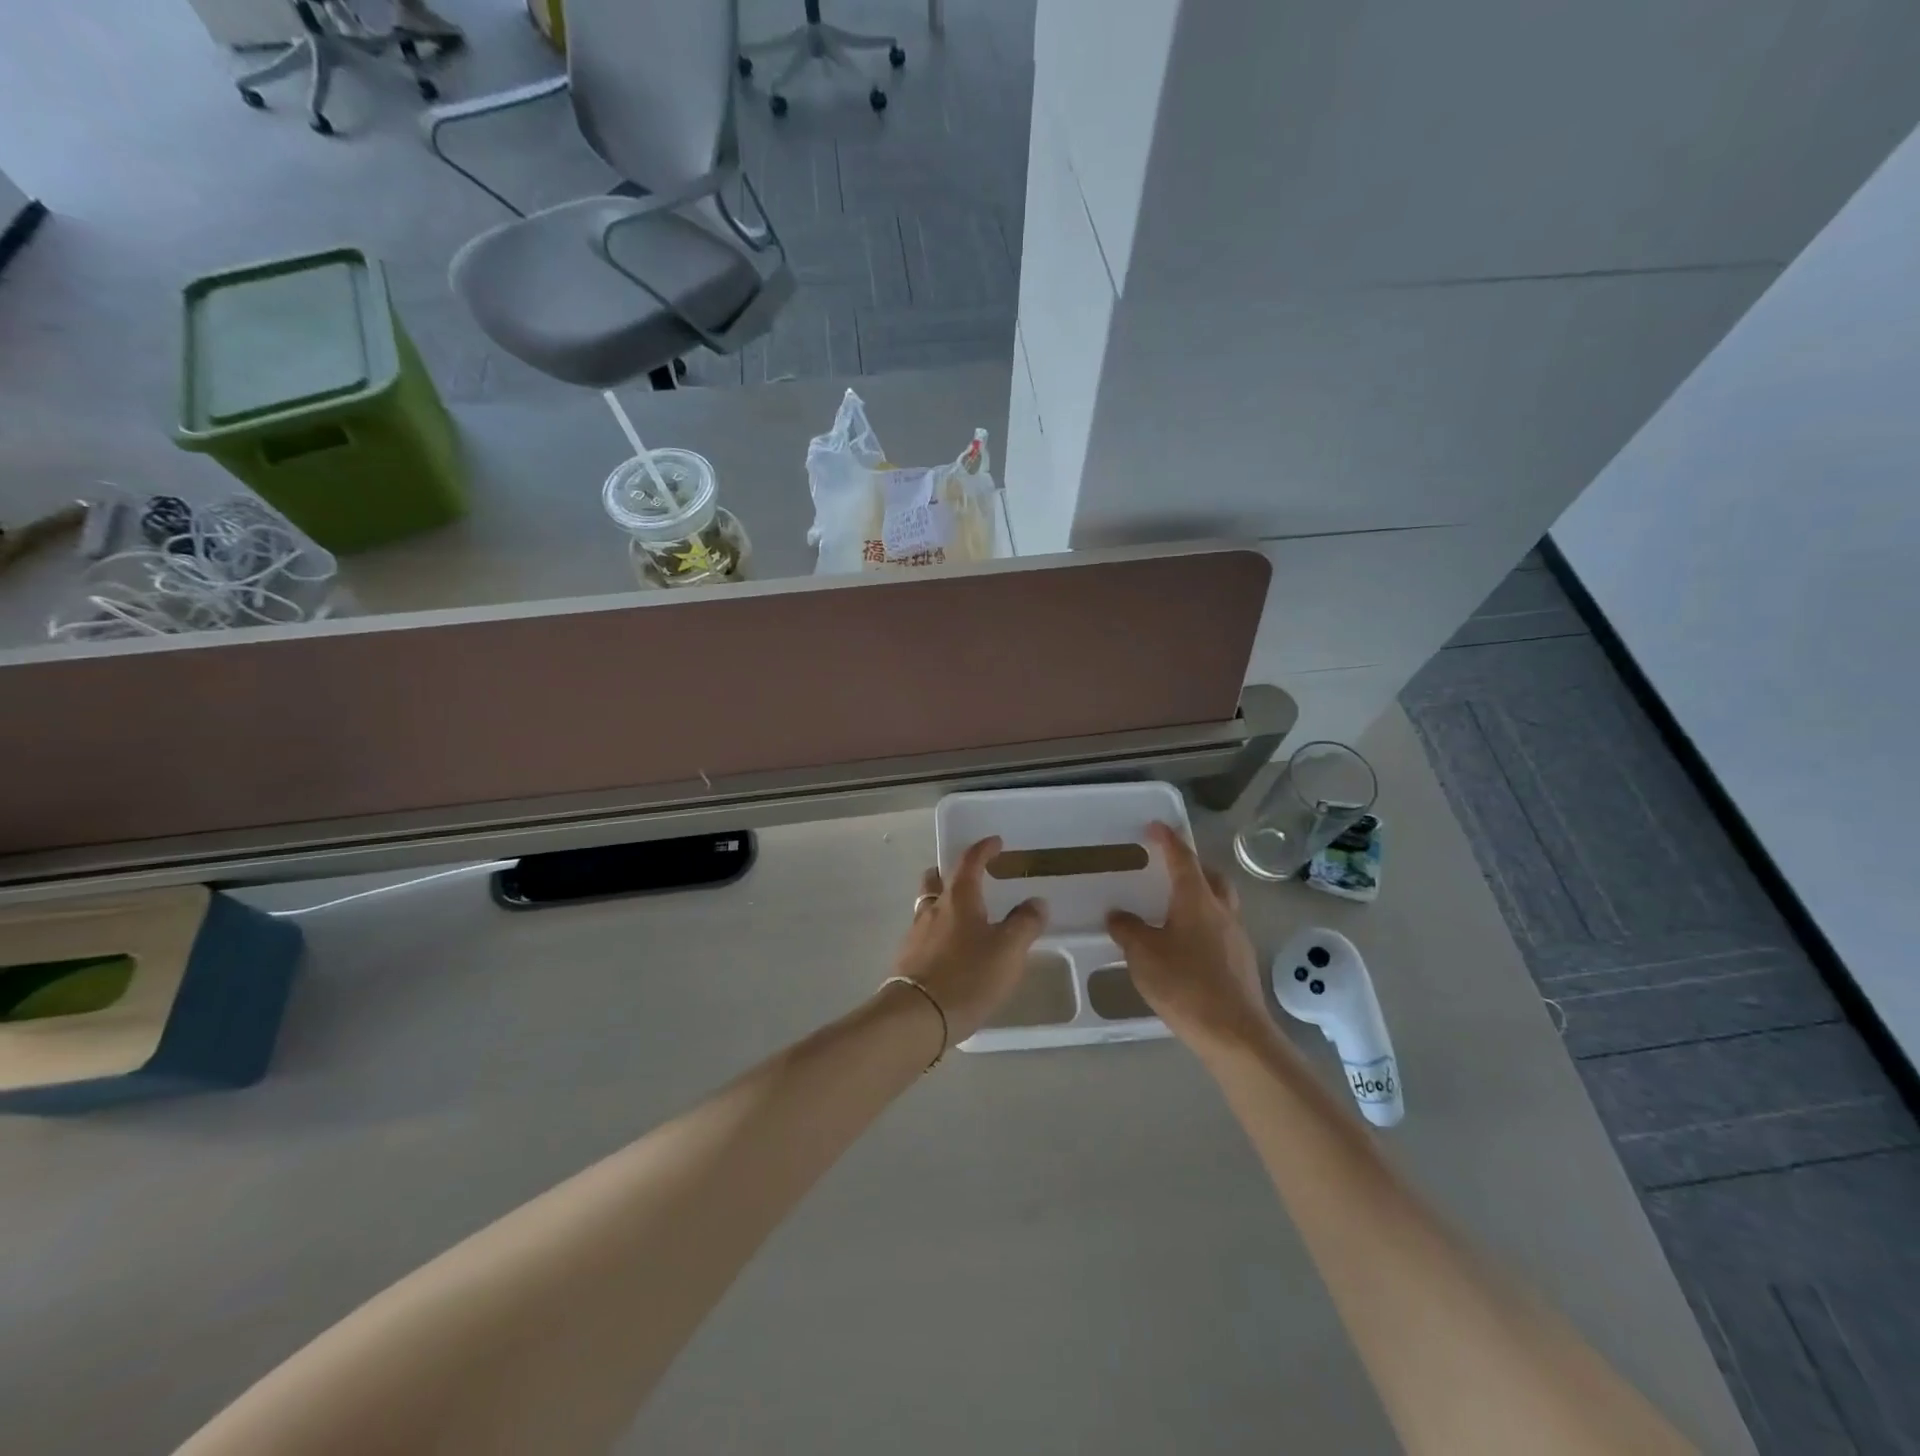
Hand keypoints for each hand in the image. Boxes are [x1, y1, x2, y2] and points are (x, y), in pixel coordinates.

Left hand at [892, 837, 1046, 1043]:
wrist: (916, 1017)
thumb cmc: (967, 976)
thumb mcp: (1008, 951)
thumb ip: (1025, 924)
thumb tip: (1036, 902)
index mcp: (959, 898)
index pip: (969, 861)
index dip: (983, 849)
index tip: (995, 842)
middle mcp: (933, 909)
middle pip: (936, 879)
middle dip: (950, 872)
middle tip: (968, 876)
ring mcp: (915, 935)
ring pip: (927, 906)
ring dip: (943, 903)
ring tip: (963, 917)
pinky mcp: (907, 960)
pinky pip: (923, 934)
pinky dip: (937, 932)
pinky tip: (950, 951)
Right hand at [1107, 823, 1270, 1055]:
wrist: (1234, 1034)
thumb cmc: (1185, 984)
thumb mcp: (1143, 955)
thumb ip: (1128, 930)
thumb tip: (1118, 915)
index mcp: (1197, 900)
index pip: (1183, 858)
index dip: (1168, 840)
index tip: (1156, 827)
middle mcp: (1222, 911)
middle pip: (1212, 877)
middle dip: (1193, 867)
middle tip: (1171, 869)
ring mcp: (1236, 938)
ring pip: (1220, 904)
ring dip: (1201, 898)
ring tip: (1174, 910)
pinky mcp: (1242, 963)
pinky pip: (1221, 931)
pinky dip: (1204, 926)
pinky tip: (1186, 947)